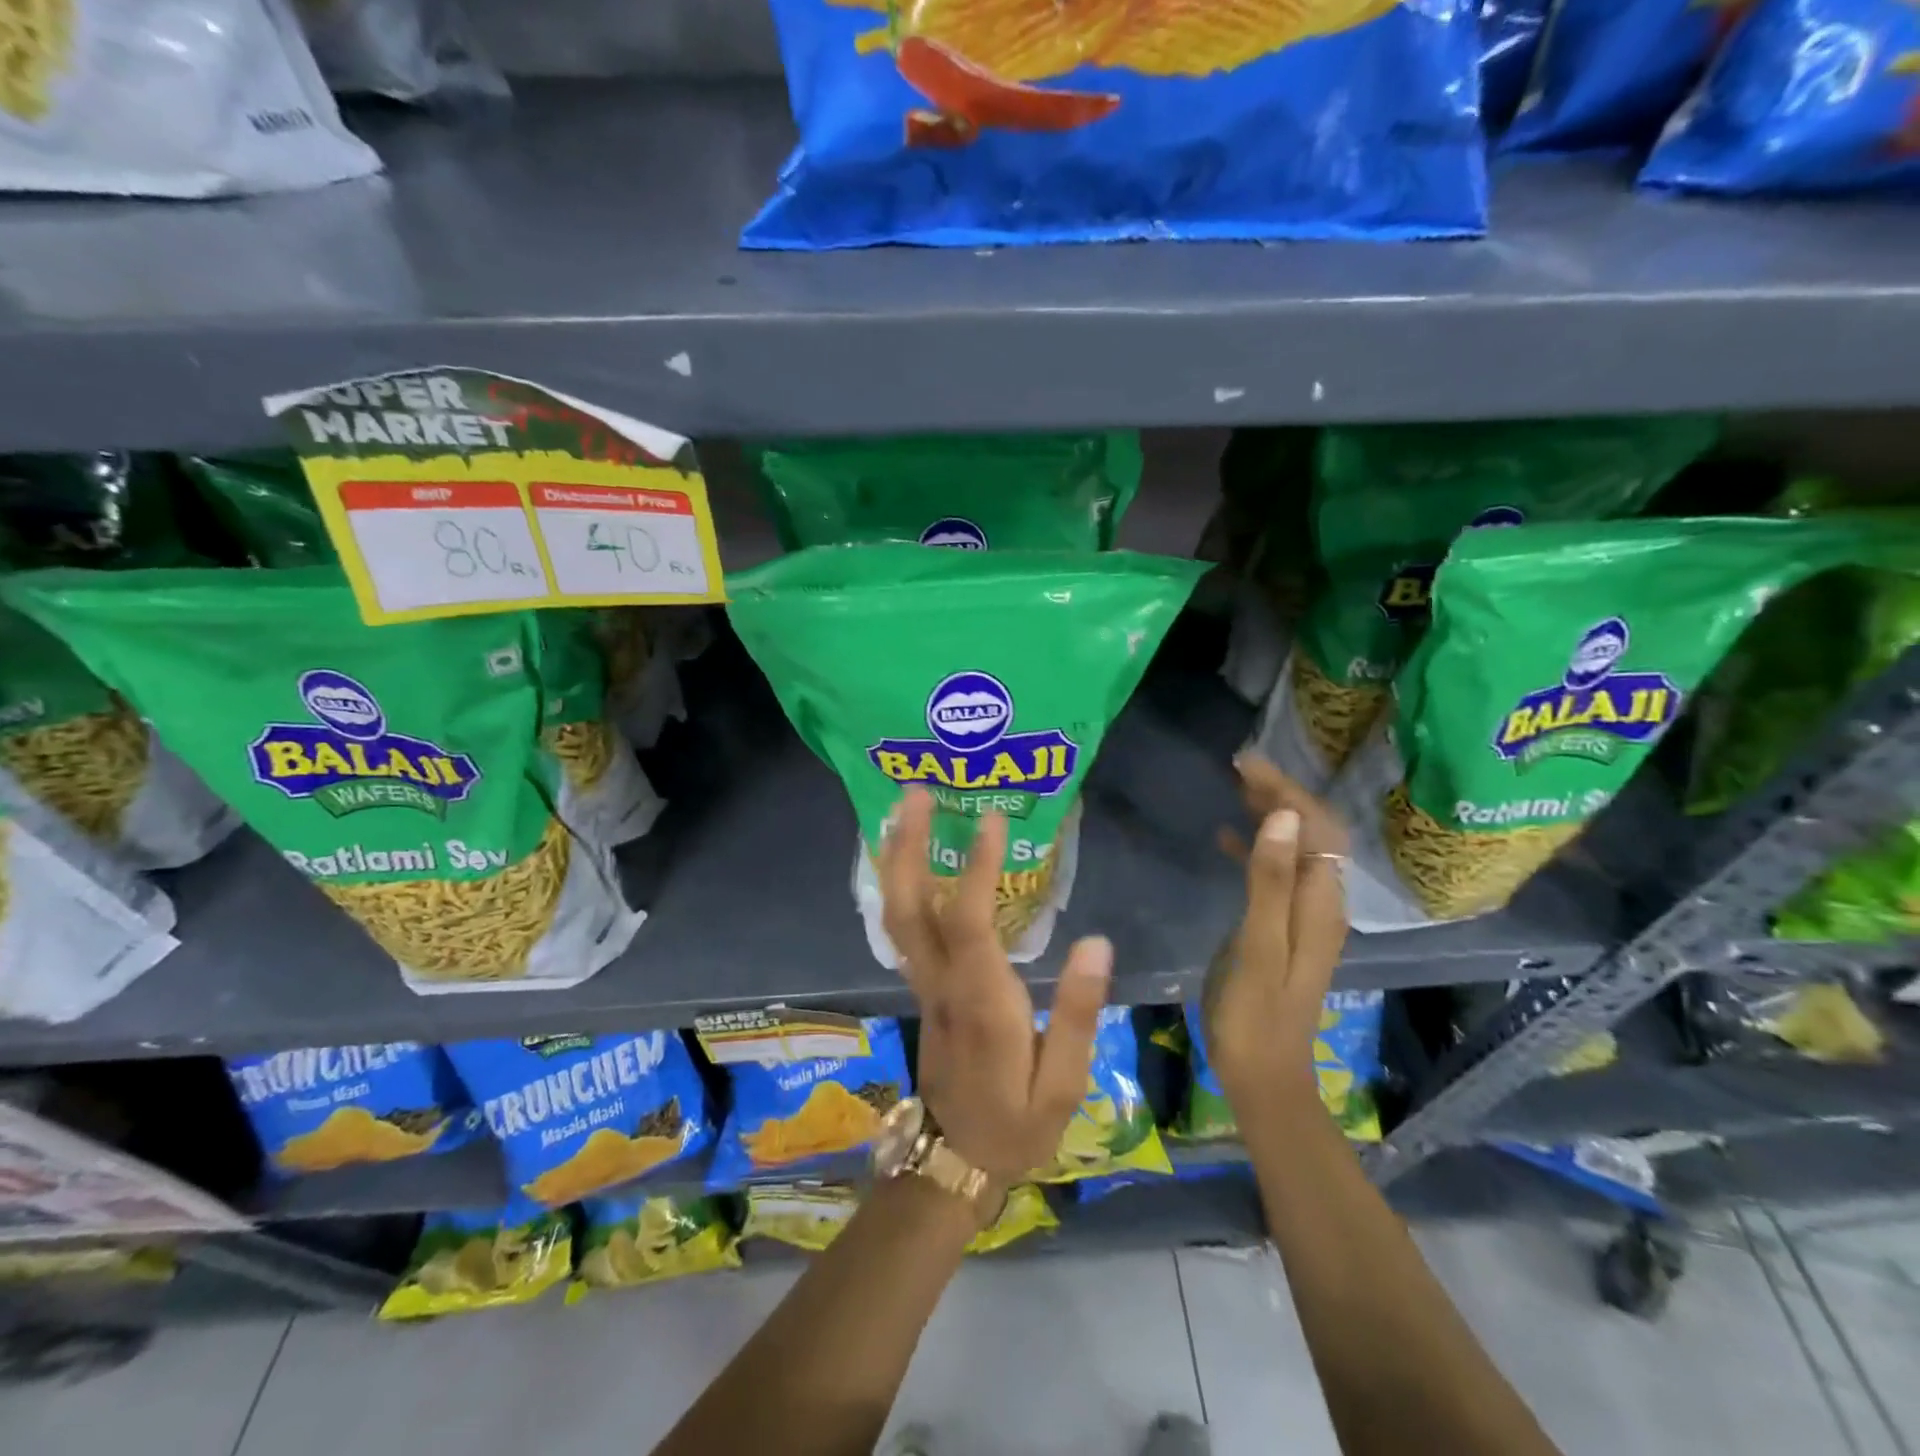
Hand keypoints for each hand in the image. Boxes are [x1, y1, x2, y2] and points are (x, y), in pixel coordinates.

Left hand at [879, 787, 1112, 1180]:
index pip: (970, 922)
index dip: (977, 868)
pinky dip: (903, 883)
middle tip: (915, 792)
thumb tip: (1096, 942)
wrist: (955, 1160)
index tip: (992, 818)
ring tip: (906, 809)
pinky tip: (916, 858)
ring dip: (898, 857)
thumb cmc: (1016, 1125)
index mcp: (980, 1001)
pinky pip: (905, 925)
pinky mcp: (923, 986)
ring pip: (897, 913)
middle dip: (908, 846)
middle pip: (908, 906)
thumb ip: (1076, 1013)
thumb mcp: (1062, 1085)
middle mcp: (941, 982)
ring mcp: (924, 983)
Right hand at [1205, 753, 1350, 1106]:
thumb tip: (1284, 816)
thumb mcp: (1258, 945)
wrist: (1263, 1077)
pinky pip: (1278, 873)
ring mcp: (1304, 918)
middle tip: (1239, 767)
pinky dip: (1258, 848)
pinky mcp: (1284, 930)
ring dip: (1272, 816)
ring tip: (1235, 789)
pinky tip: (1228, 839)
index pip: (1317, 828)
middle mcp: (1322, 905)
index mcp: (1320, 904)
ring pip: (1296, 851)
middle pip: (1312, 834)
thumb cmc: (1253, 1015)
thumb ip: (1269, 880)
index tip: (1247, 763)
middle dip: (1282, 795)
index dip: (1287, 790)